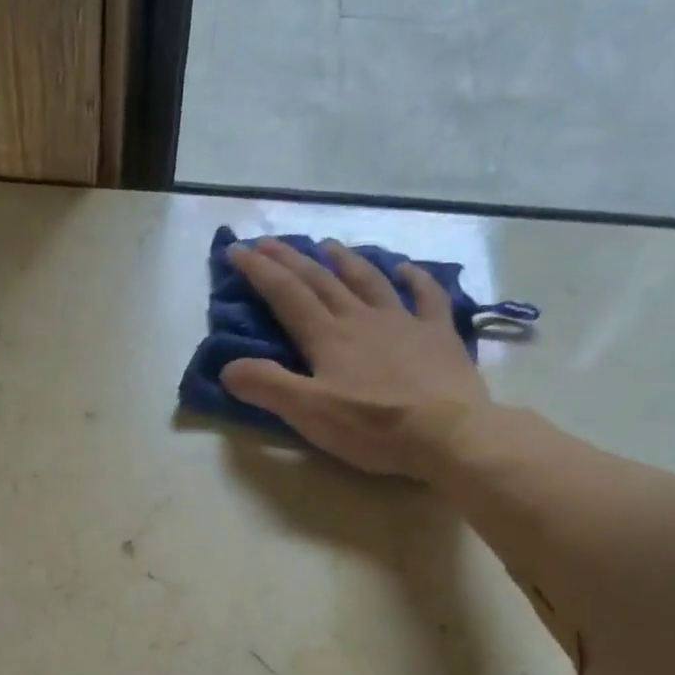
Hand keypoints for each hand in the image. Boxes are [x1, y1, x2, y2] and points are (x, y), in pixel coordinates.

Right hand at [220, 236, 489, 477]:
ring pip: (368, 280)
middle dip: (291, 259)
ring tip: (329, 245)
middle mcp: (361, 319)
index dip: (259, 271)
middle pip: (320, 281)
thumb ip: (266, 386)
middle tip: (269, 241)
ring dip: (345, 261)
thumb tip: (228, 367)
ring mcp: (403, 322)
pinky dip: (414, 278)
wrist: (447, 433)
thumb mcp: (307, 413)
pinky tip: (406, 269)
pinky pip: (426, 296)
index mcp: (327, 337)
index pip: (286, 295)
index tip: (236, 250)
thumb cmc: (372, 426)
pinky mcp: (437, 335)